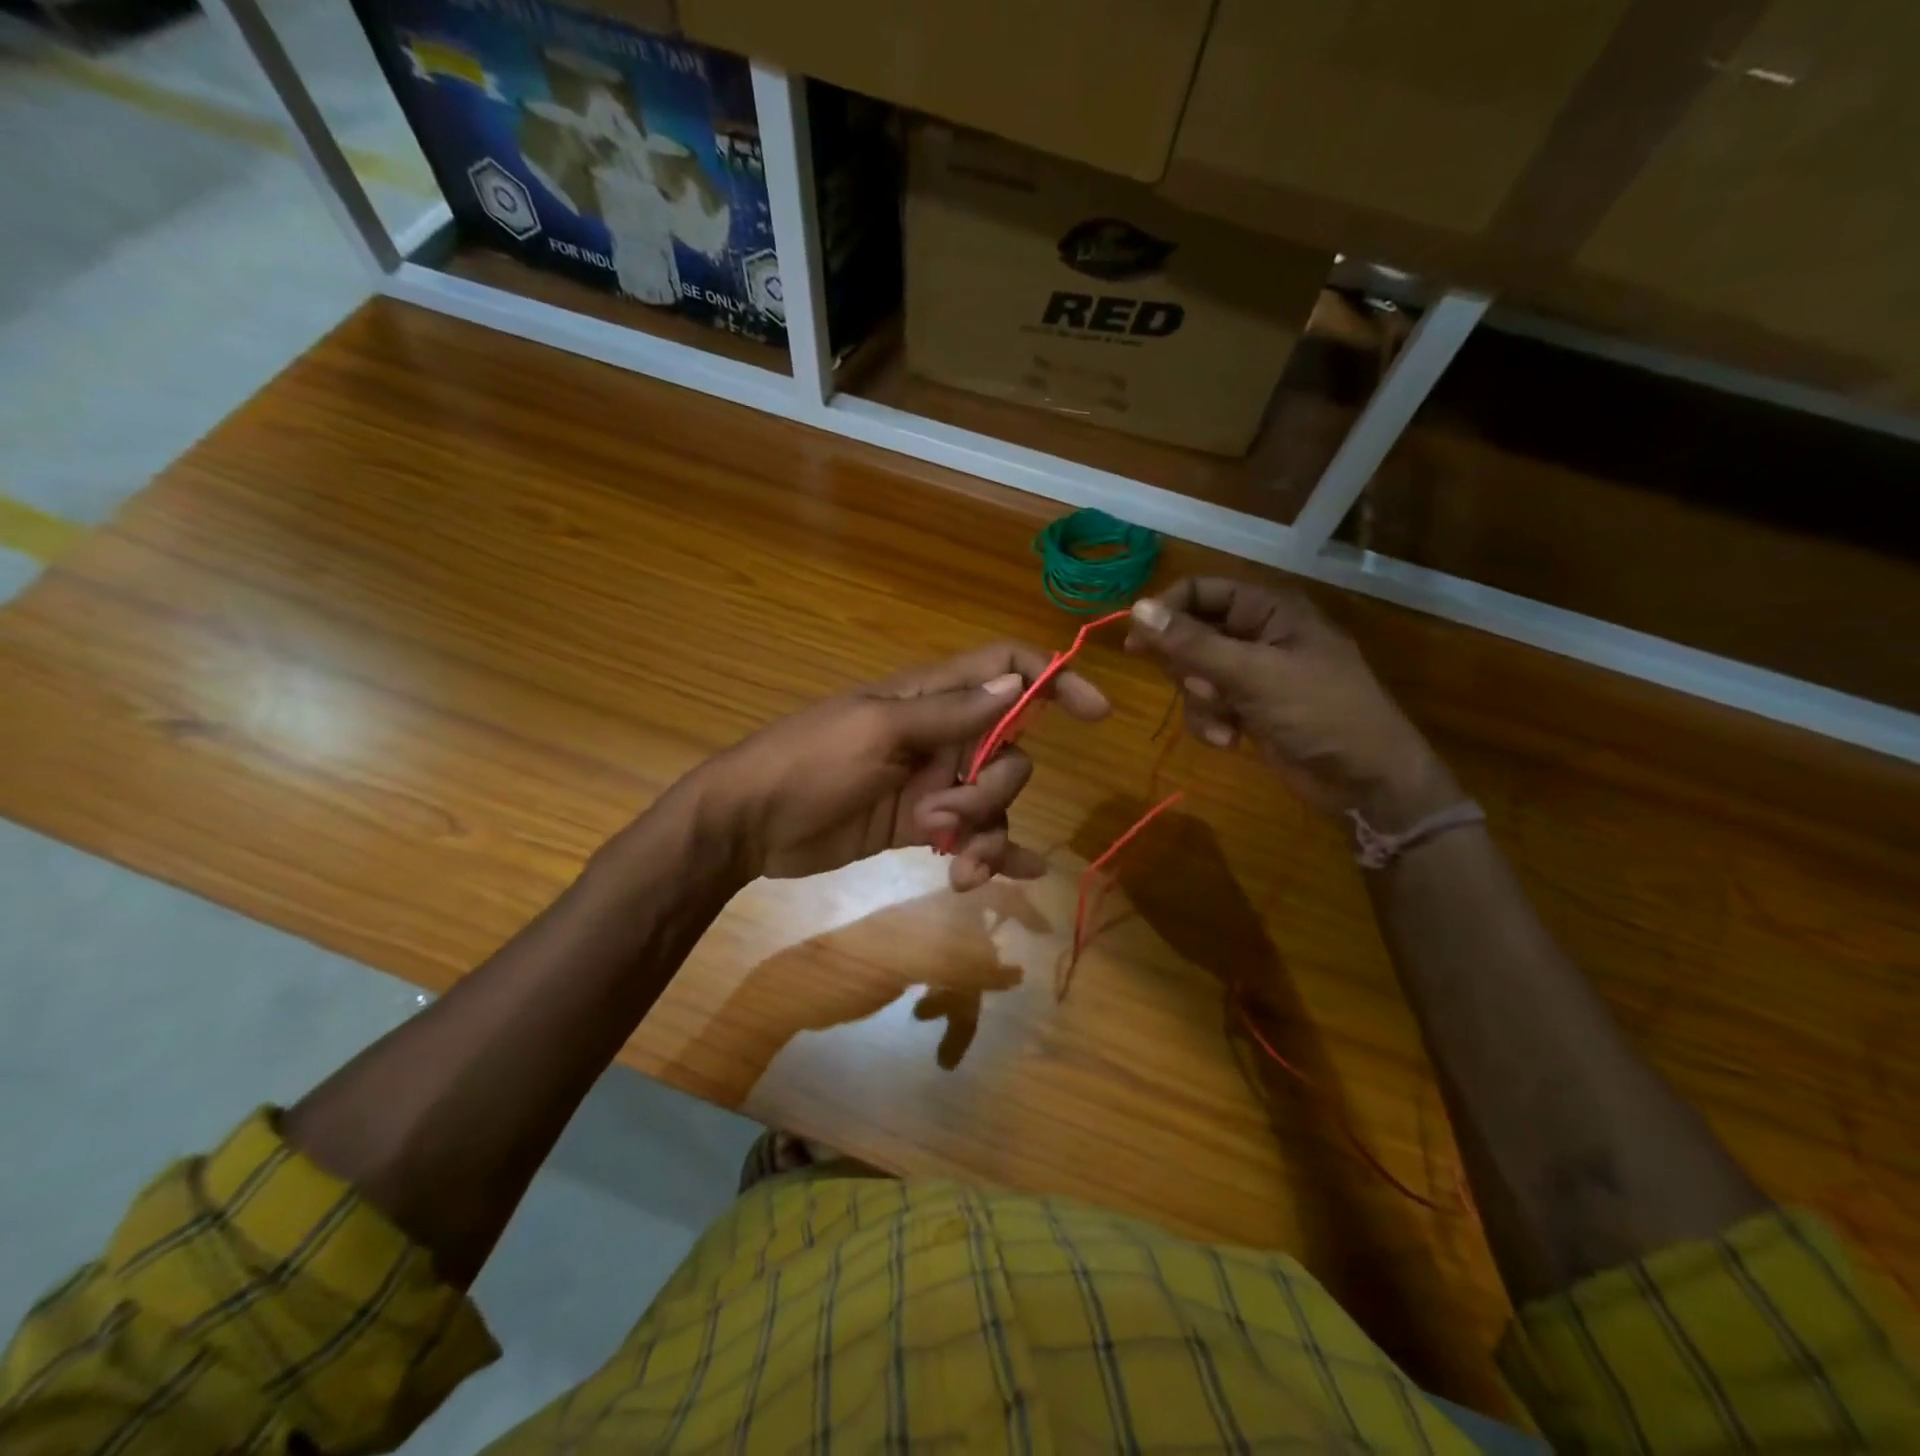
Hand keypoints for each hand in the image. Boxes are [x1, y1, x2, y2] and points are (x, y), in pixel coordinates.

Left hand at [689, 643, 1110, 885]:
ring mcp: (931, 782)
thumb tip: (1018, 684)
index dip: (1052, 679)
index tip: (1094, 711)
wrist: (749, 824)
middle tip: (945, 816)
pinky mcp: (920, 825)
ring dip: (986, 834)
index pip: (1004, 668)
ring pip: (993, 800)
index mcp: (929, 696)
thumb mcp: (877, 730)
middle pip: (1009, 749)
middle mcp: (940, 734)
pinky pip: (972, 836)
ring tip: (957, 864)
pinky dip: (995, 853)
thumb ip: (949, 712)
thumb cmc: (807, 762)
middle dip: (993, 789)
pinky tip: (1012, 877)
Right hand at [1125, 578, 1456, 825]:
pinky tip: (1231, 741)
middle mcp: (1258, 635)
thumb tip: (1137, 609)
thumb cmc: (1320, 713)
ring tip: (1226, 721)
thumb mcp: (1253, 675)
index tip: (1135, 641)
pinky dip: (1212, 724)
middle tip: (1201, 688)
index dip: (1166, 611)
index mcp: (1269, 610)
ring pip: (1194, 676)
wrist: (1365, 780)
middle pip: (1191, 636)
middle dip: (1190, 669)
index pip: (1201, 592)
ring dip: (1201, 704)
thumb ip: (1193, 644)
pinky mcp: (1248, 709)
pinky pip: (1207, 707)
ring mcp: (1252, 675)